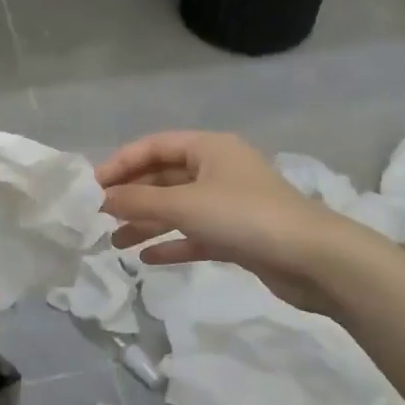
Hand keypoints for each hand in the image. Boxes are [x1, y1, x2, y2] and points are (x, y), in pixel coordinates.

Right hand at [97, 131, 347, 311]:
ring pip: (178, 208)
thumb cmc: (244, 217)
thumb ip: (139, 201)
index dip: (121, 163)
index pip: (154, 146)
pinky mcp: (238, 235)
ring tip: (115, 243)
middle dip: (132, 196)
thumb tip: (102, 200)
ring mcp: (229, 203)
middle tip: (99, 217)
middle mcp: (218, 169)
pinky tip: (146, 258)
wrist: (311, 258)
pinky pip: (195, 234)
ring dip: (147, 222)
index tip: (92, 187)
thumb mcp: (184, 204)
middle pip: (164, 176)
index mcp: (209, 148)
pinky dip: (171, 242)